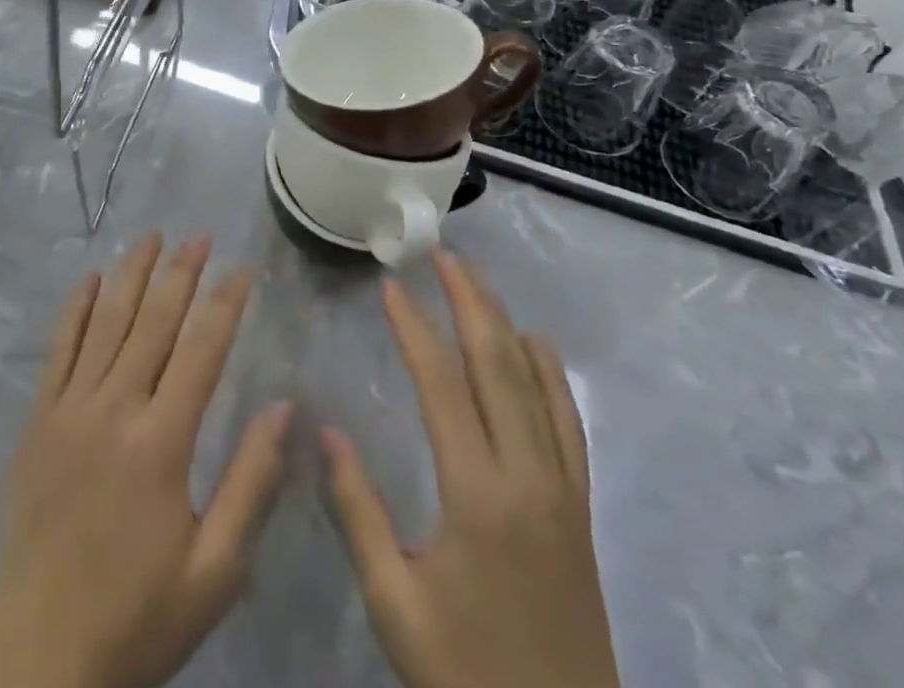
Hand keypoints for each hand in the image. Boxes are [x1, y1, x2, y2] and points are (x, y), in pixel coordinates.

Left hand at [0, 235, 290, 687]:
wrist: (35, 654)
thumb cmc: (135, 616)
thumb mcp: (215, 571)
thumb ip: (251, 483)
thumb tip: (285, 409)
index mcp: (162, 442)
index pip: (203, 349)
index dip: (226, 303)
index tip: (244, 268)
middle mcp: (115, 407)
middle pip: (154, 321)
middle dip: (181, 273)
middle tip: (199, 235)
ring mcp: (70, 407)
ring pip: (106, 321)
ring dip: (131, 274)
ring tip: (151, 236)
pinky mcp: (38, 418)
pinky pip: (59, 348)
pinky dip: (75, 308)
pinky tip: (88, 279)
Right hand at [324, 253, 618, 687]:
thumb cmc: (465, 671)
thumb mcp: (396, 602)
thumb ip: (359, 512)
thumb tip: (323, 433)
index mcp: (476, 494)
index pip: (442, 385)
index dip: (414, 328)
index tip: (391, 287)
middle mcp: (526, 476)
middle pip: (498, 365)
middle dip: (469, 302)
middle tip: (443, 256)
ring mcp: (562, 490)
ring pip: (536, 384)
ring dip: (505, 323)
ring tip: (477, 282)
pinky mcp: (580, 509)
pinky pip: (569, 423)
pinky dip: (551, 374)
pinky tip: (538, 346)